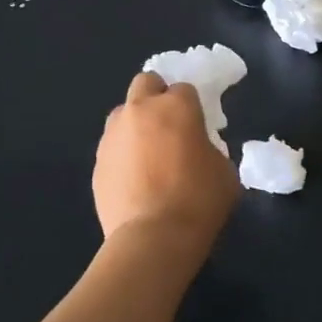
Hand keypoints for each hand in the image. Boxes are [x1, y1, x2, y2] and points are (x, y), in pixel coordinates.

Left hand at [94, 72, 239, 250]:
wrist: (153, 238)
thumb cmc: (199, 200)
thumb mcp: (224, 170)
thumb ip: (210, 148)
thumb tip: (198, 150)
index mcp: (177, 106)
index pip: (184, 88)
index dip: (192, 106)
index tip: (198, 126)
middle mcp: (141, 110)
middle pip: (146, 83)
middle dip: (157, 96)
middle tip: (169, 125)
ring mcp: (114, 134)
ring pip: (124, 113)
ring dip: (136, 123)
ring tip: (148, 153)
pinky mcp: (97, 161)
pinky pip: (113, 145)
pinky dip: (123, 153)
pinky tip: (134, 178)